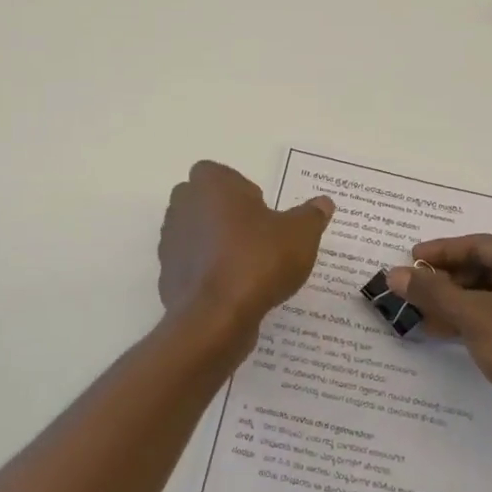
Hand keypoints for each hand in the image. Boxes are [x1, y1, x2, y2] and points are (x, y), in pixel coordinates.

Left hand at [159, 161, 333, 335]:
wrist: (216, 317)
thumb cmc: (258, 260)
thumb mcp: (300, 234)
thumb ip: (312, 215)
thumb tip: (323, 203)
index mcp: (210, 184)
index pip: (220, 174)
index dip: (241, 190)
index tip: (262, 212)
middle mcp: (183, 206)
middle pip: (205, 202)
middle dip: (227, 214)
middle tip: (257, 236)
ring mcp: (170, 242)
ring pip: (197, 234)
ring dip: (217, 243)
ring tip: (249, 267)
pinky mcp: (168, 275)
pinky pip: (193, 265)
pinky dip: (209, 272)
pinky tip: (234, 290)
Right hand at [388, 236, 491, 456]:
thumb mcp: (472, 315)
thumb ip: (432, 292)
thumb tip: (394, 274)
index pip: (479, 244)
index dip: (441, 251)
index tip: (410, 259)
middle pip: (484, 268)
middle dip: (446, 280)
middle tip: (411, 288)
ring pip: (489, 295)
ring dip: (454, 303)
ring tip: (419, 312)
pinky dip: (471, 320)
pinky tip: (442, 331)